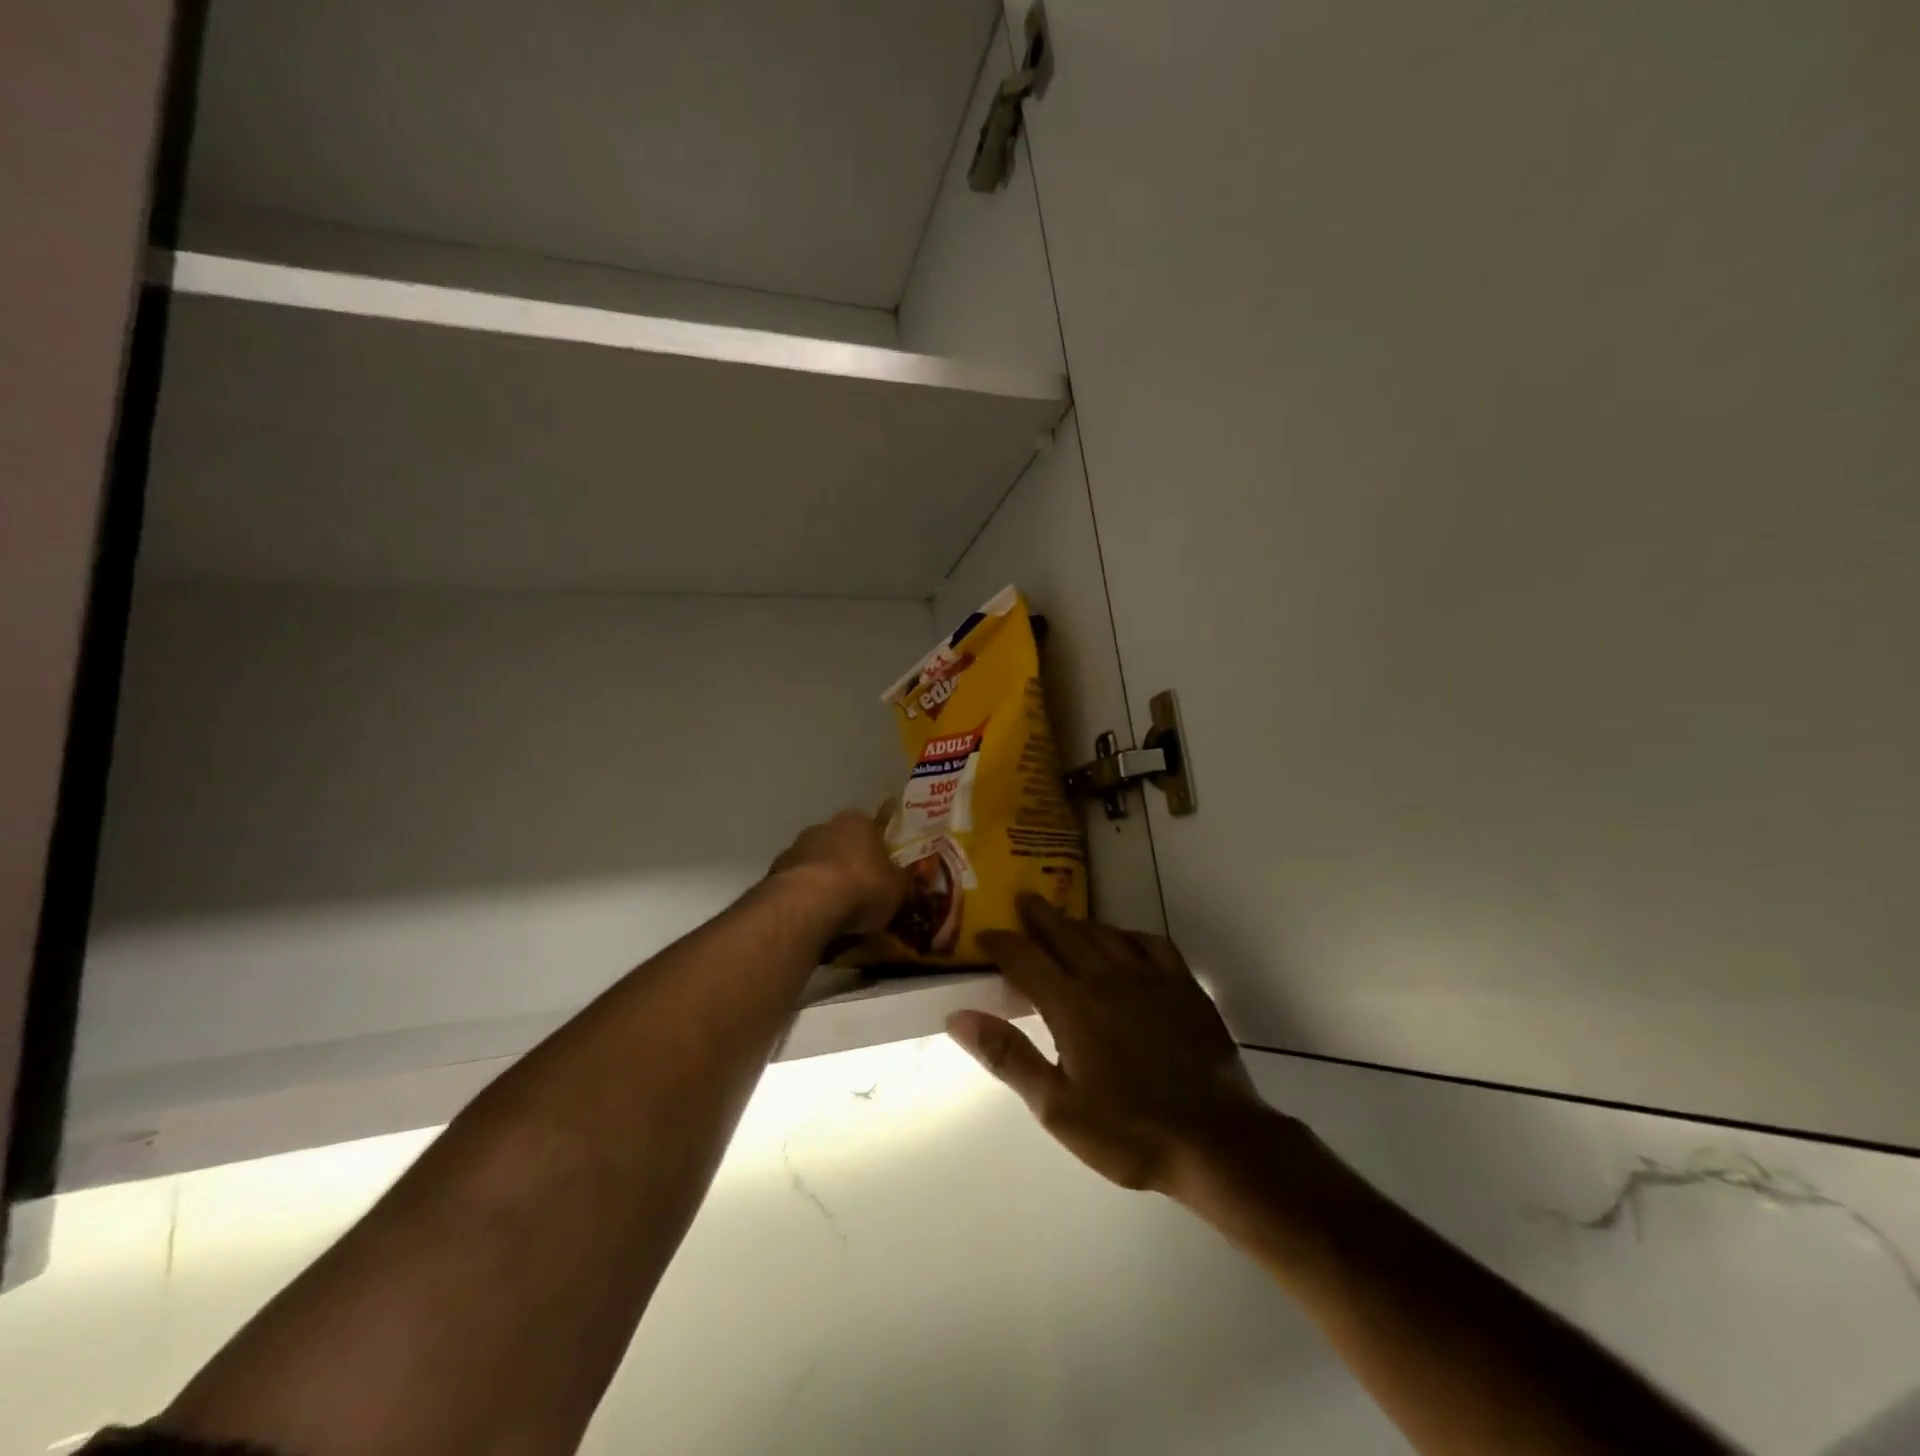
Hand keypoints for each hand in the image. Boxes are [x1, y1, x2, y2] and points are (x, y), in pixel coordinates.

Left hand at [767, 809, 907, 938]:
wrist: (808, 905)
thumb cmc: (862, 886)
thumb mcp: (898, 886)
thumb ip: (901, 878)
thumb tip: (905, 877)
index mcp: (856, 820)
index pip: (872, 832)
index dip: (879, 855)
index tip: (884, 877)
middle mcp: (823, 827)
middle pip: (841, 847)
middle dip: (850, 868)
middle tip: (862, 898)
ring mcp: (794, 849)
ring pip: (816, 867)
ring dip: (825, 885)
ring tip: (838, 916)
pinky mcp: (774, 875)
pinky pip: (798, 888)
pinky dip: (806, 901)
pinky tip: (816, 922)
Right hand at [947, 896, 1289, 1195]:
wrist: (1215, 1141)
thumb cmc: (1128, 1130)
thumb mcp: (1056, 1106)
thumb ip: (1007, 1056)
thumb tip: (958, 1016)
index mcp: (1072, 1005)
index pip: (1026, 959)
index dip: (1002, 943)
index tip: (985, 934)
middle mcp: (1107, 978)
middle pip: (1065, 934)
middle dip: (1040, 916)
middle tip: (1023, 900)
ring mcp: (1150, 979)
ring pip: (1106, 935)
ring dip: (1080, 923)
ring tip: (1065, 918)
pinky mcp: (1184, 987)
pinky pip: (1152, 944)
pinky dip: (1131, 935)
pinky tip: (1125, 940)